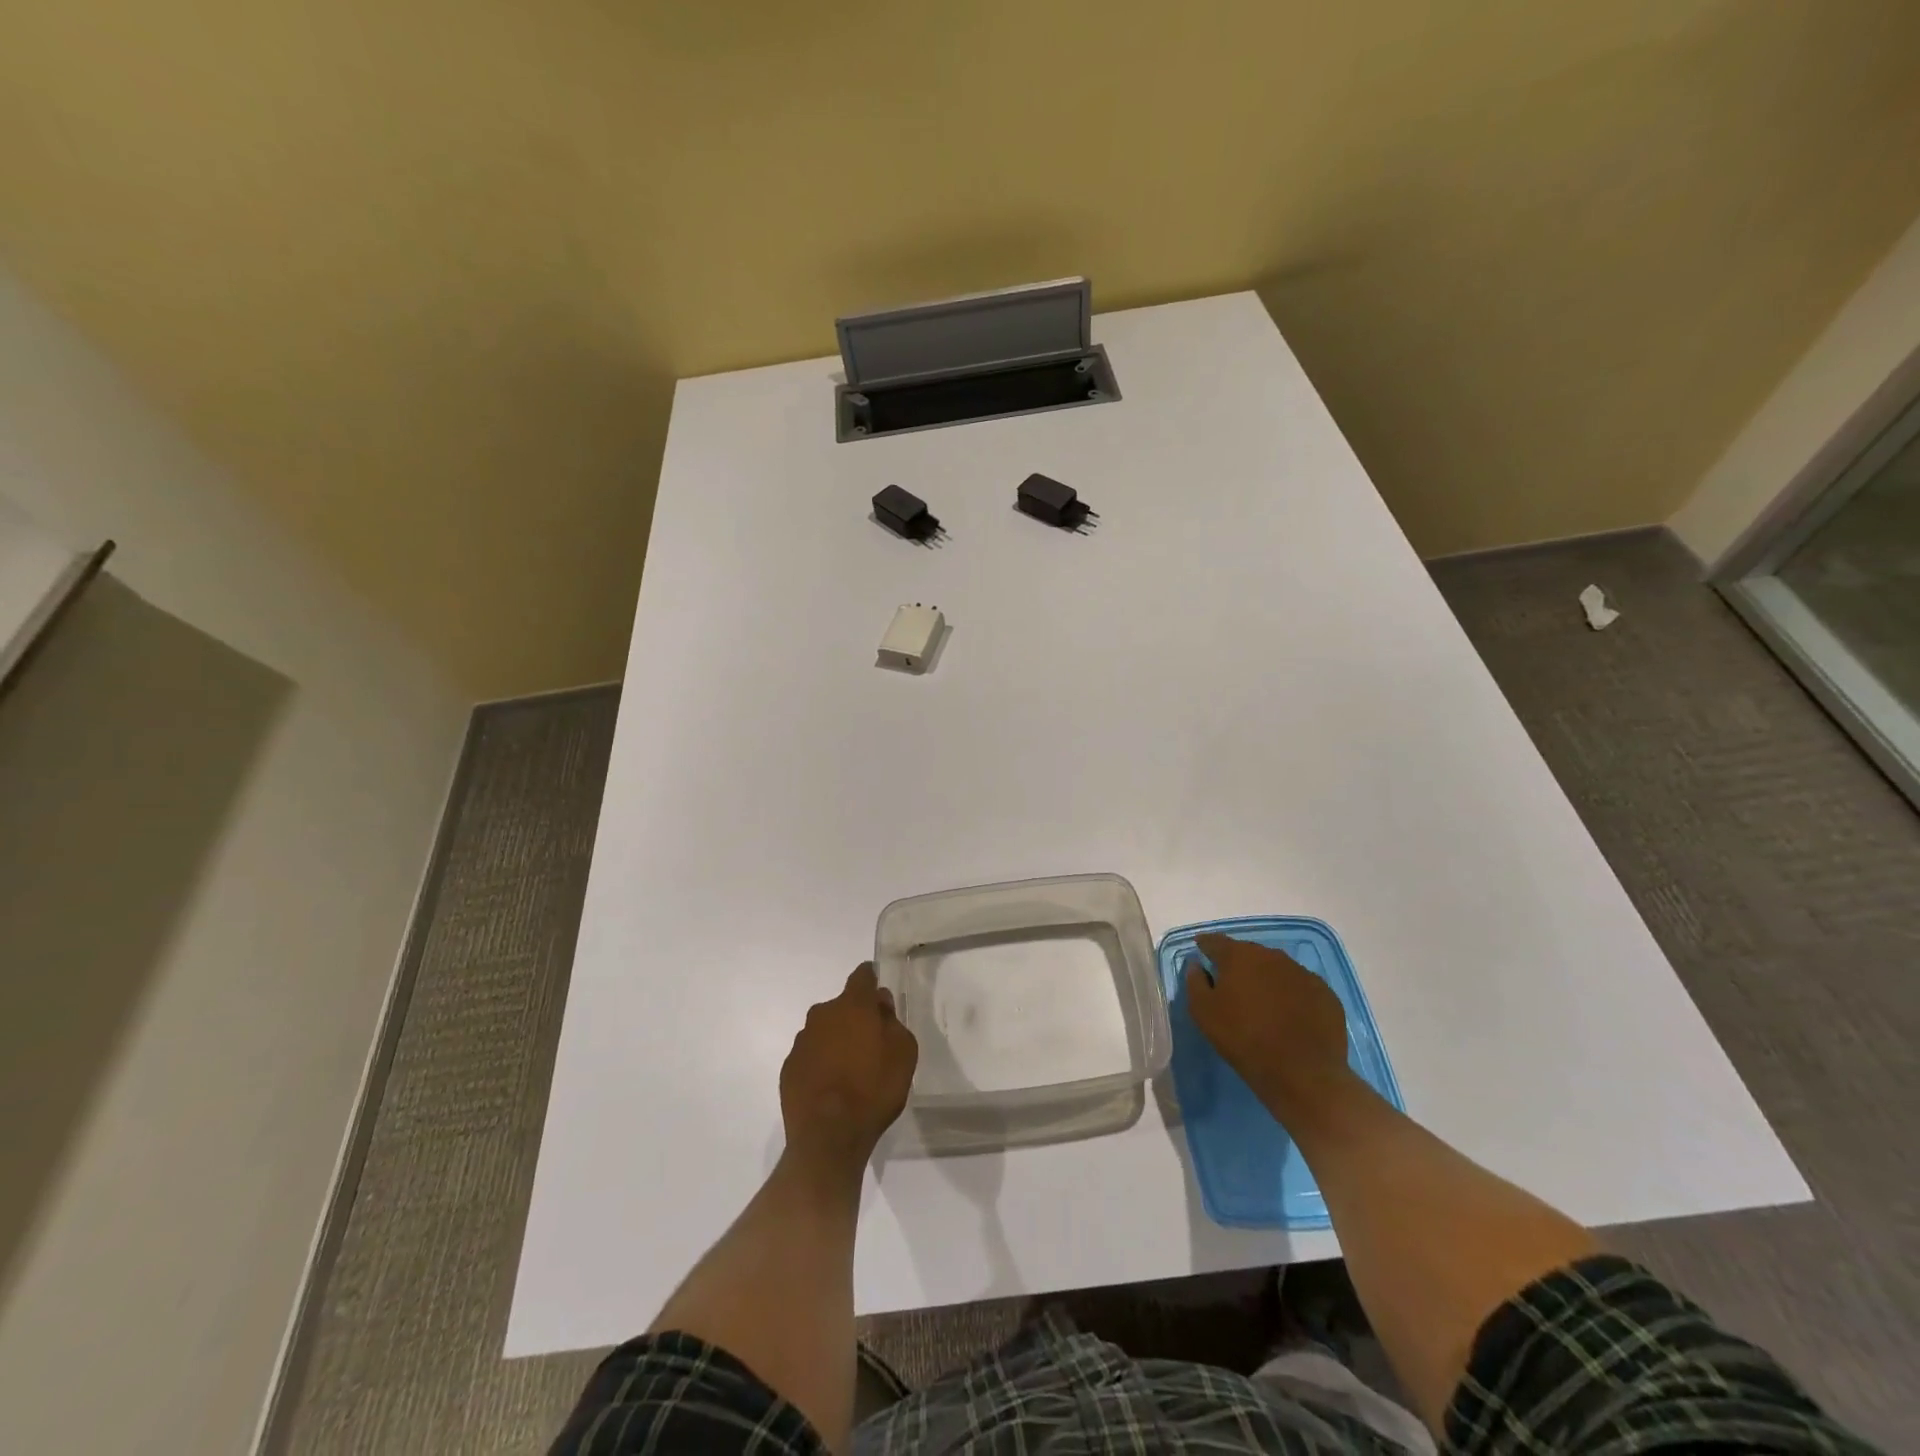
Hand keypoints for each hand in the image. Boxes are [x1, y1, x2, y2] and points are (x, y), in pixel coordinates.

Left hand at [779, 963, 917, 1168]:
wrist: (828, 1136)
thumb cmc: (874, 1089)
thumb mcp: (903, 1052)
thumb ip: (892, 1021)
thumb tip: (879, 1004)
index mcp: (853, 1005)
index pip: (862, 976)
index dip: (871, 979)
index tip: (878, 991)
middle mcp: (822, 1014)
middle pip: (842, 1006)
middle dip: (855, 1017)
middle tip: (870, 1042)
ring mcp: (802, 1041)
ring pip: (824, 1031)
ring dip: (836, 1040)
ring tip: (850, 1070)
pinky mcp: (788, 1068)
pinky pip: (810, 1055)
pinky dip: (820, 1062)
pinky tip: (831, 1086)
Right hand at [1183, 933, 1349, 1119]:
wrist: (1303, 1073)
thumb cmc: (1244, 1039)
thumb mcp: (1203, 1013)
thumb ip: (1195, 982)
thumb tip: (1197, 965)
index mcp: (1239, 955)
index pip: (1215, 941)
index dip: (1205, 946)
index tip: (1201, 952)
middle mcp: (1271, 955)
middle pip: (1248, 953)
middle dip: (1238, 964)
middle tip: (1232, 984)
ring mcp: (1302, 973)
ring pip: (1276, 968)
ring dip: (1266, 978)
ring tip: (1262, 1002)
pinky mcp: (1325, 993)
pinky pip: (1300, 987)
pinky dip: (1291, 994)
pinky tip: (1289, 1015)